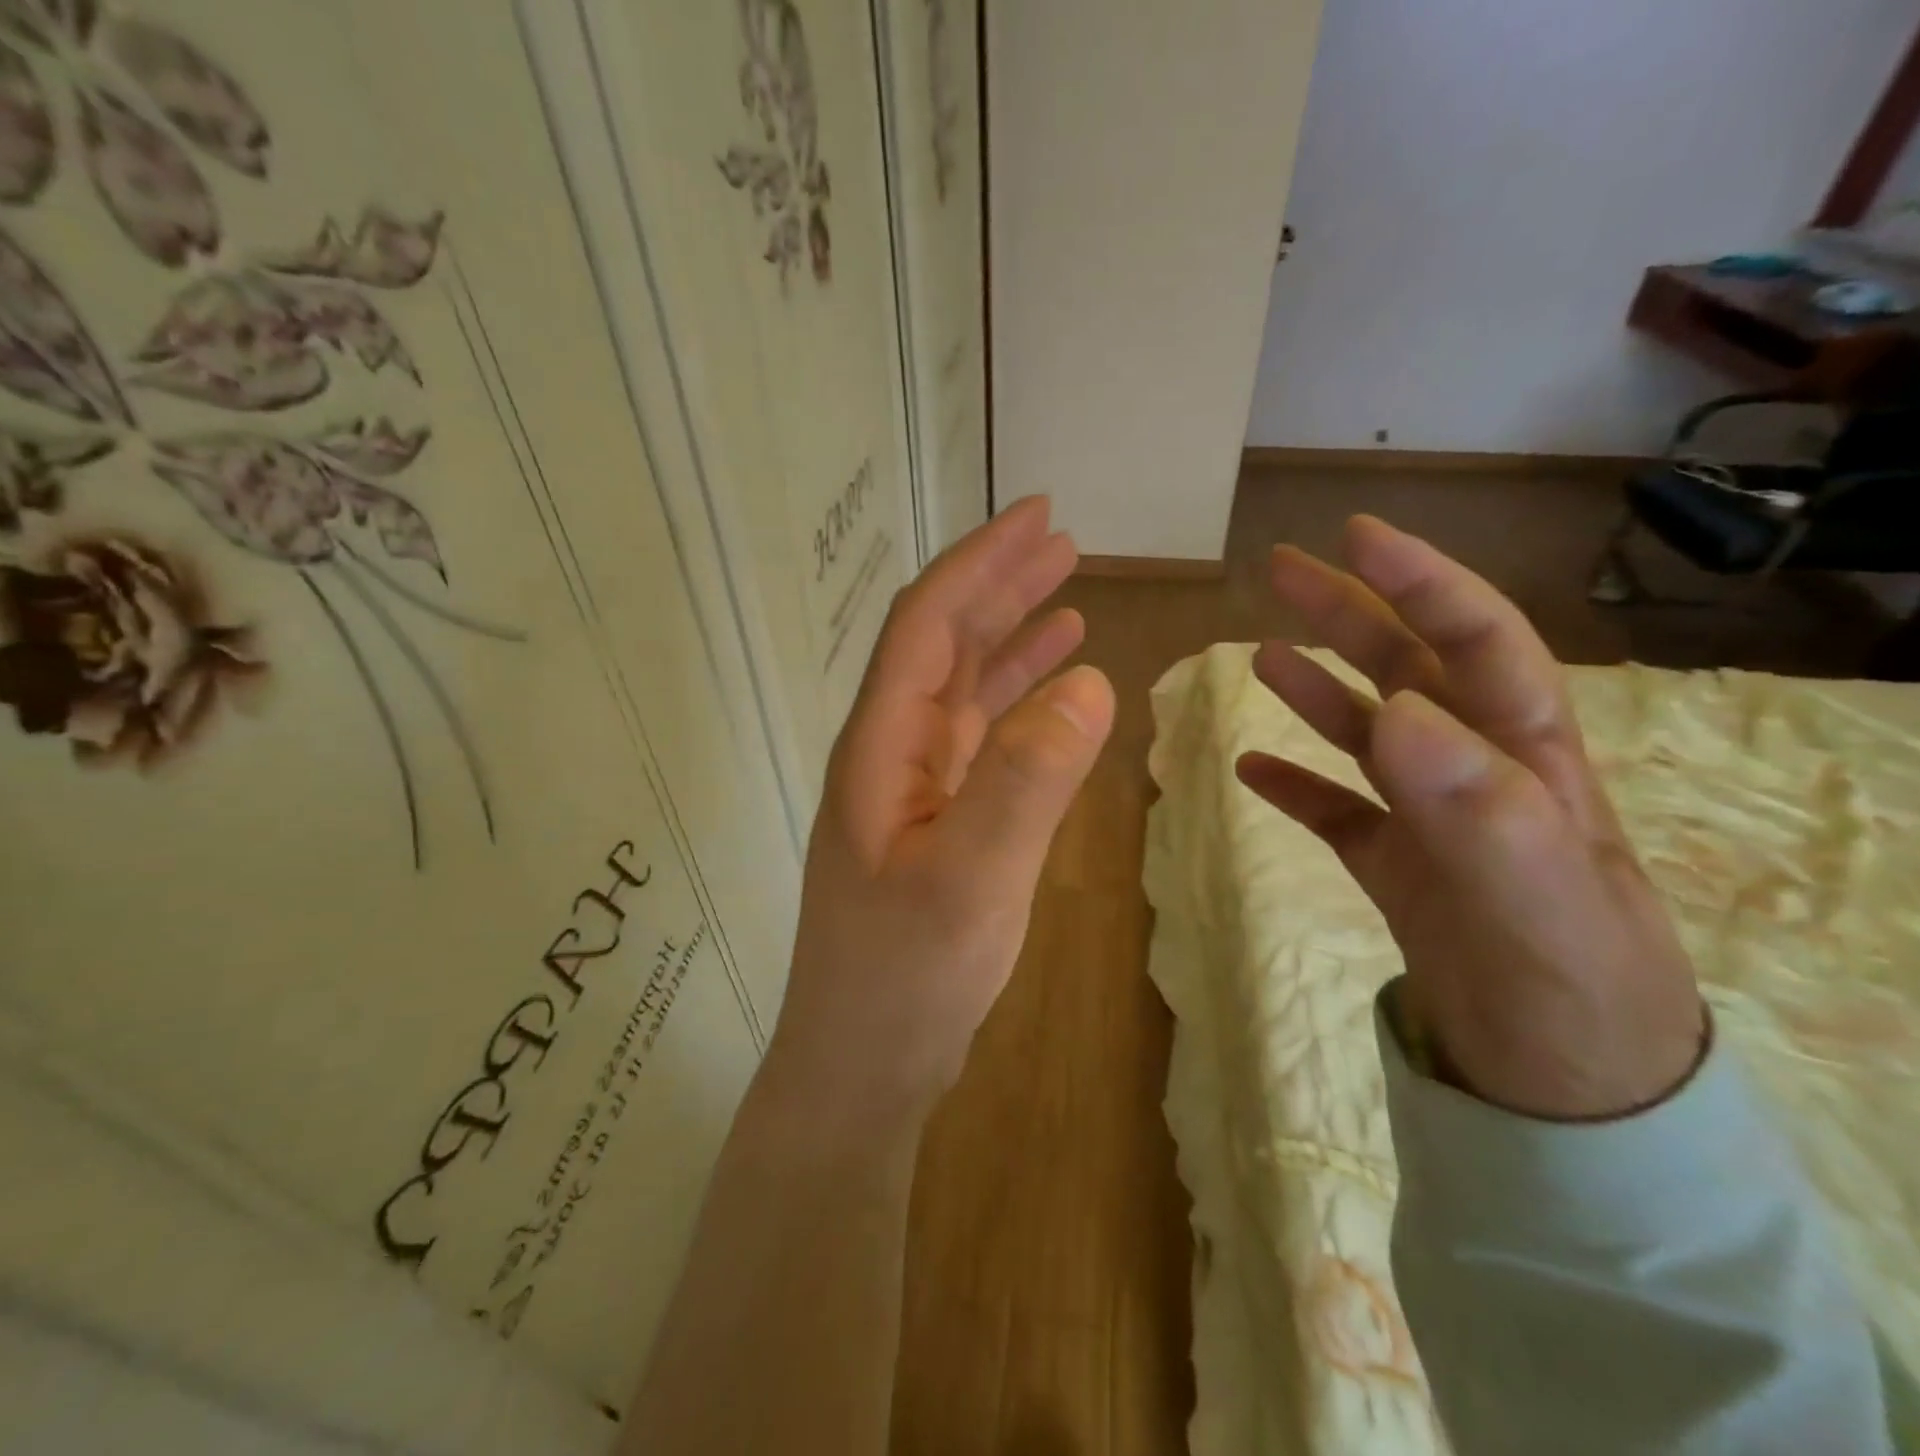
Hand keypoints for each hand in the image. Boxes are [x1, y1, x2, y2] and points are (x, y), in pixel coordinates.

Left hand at [766, 498, 1115, 1119]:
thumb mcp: (970, 882)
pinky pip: (979, 739)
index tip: (1038, 517)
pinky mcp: (935, 821)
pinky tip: (1055, 690)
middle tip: (1062, 540)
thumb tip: (1091, 682)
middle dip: (999, 585)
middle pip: (943, 643)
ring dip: (1011, 637)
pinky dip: (1018, 702)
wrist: (863, 1063)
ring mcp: (912, 787)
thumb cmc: (904, 979)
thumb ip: (1026, 782)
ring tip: (1068, 595)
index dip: (980, 564)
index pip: (928, 625)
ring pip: (963, 688)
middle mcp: (890, 751)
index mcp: (881, 746)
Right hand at [1236, 516, 1704, 1120]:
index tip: (1356, 537)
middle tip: (1280, 570)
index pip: (1475, 641)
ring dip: (1314, 689)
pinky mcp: (1393, 866)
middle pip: (1406, 672)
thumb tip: (1397, 711)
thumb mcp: (1535, 894)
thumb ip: (1475, 802)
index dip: (1419, 582)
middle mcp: (1474, 772)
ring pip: (1365, 734)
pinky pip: (1334, 810)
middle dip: (1348, 613)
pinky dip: (1294, 784)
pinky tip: (1251, 769)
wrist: (1562, 1087)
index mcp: (1524, 757)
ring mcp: (1428, 820)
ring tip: (1261, 655)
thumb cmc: (1568, 986)